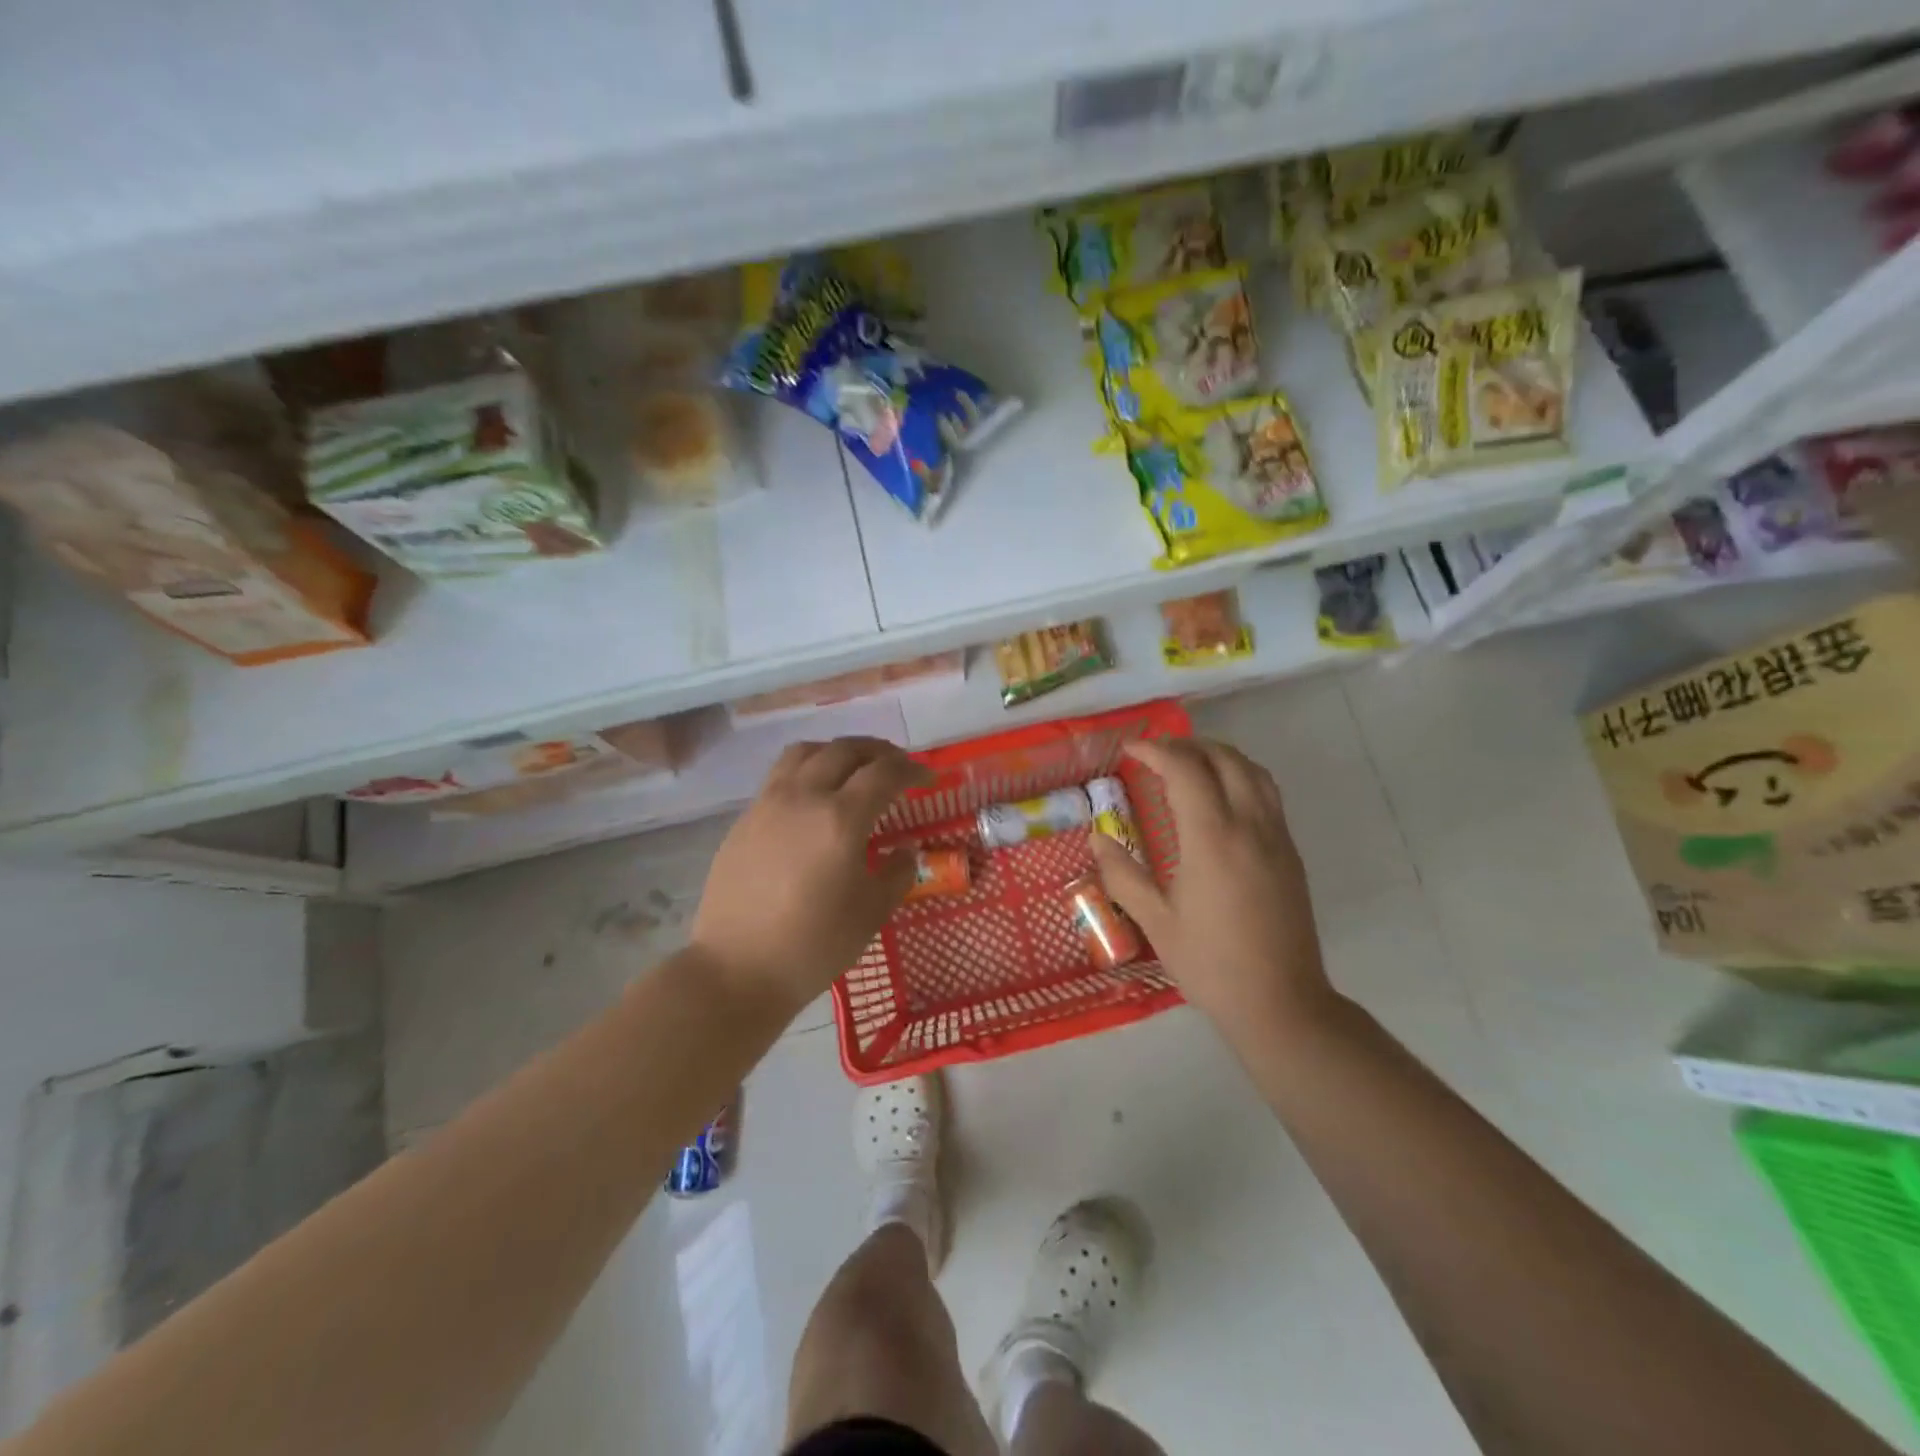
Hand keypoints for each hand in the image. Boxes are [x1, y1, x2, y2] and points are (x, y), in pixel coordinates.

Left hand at [690, 737, 931, 1015]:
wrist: (737, 969)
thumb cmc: (814, 945)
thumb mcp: (872, 912)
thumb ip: (897, 873)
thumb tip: (904, 852)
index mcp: (841, 818)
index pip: (884, 772)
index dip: (912, 769)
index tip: (927, 779)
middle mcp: (803, 796)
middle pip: (844, 750)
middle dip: (878, 751)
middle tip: (896, 766)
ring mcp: (768, 803)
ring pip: (806, 752)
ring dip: (837, 751)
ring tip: (853, 769)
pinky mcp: (745, 818)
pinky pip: (780, 775)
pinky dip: (808, 770)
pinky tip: (814, 798)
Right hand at [1091, 737, 1339, 1043]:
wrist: (1281, 1002)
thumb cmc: (1210, 964)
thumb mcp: (1155, 921)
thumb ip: (1122, 874)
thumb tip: (1097, 839)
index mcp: (1211, 839)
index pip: (1186, 770)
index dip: (1155, 751)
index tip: (1130, 750)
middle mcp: (1249, 826)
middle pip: (1224, 759)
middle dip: (1188, 745)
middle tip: (1155, 753)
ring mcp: (1276, 837)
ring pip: (1254, 771)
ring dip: (1219, 755)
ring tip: (1189, 763)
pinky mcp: (1290, 853)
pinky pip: (1268, 794)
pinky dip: (1241, 776)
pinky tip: (1221, 796)